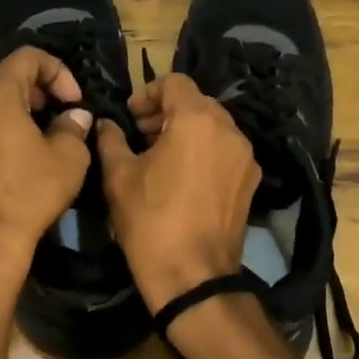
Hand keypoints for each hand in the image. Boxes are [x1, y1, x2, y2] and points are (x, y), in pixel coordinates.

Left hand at [0, 46, 93, 264]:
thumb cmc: (30, 191)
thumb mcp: (68, 158)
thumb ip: (74, 128)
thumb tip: (76, 116)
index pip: (27, 57)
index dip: (57, 71)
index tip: (73, 101)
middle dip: (24, 81)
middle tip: (46, 105)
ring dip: (4, 100)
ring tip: (30, 124)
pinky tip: (12, 148)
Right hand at [97, 73, 260, 310]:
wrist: (193, 276)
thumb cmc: (150, 220)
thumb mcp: (119, 176)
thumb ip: (111, 139)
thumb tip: (106, 124)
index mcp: (196, 120)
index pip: (175, 82)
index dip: (148, 92)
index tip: (130, 115)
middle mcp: (229, 130)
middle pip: (197, 103)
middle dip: (167, 112)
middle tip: (140, 134)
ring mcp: (245, 157)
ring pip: (214, 127)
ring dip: (186, 131)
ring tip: (160, 156)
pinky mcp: (251, 182)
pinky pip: (226, 152)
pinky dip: (204, 152)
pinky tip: (183, 177)